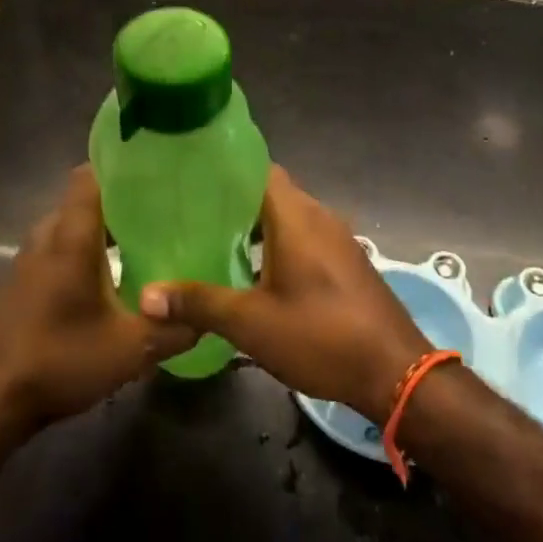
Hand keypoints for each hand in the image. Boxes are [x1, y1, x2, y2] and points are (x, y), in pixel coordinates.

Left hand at [0, 167, 195, 439]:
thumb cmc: (59, 361)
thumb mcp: (131, 350)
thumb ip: (176, 329)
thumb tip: (210, 318)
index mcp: (71, 237)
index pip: (90, 175)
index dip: (121, 165)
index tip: (157, 169)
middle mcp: (46, 236)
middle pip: (84, 198)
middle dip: (122, 199)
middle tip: (164, 208)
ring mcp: (28, 258)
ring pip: (71, 224)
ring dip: (103, 227)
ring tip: (145, 238)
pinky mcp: (22, 280)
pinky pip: (58, 246)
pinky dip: (84, 248)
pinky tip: (110, 275)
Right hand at [139, 166, 429, 420]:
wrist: (395, 372)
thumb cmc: (321, 336)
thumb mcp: (251, 323)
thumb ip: (199, 303)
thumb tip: (147, 296)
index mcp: (296, 216)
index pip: (258, 169)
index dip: (225, 170)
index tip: (189, 177)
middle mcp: (319, 217)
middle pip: (271, 193)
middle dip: (233, 202)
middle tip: (190, 214)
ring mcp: (337, 239)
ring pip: (288, 218)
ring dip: (255, 227)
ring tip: (213, 241)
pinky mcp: (346, 263)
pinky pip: (305, 238)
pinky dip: (277, 245)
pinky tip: (253, 272)